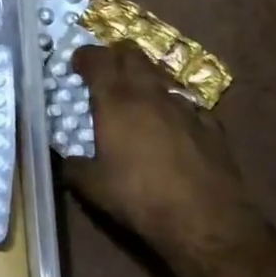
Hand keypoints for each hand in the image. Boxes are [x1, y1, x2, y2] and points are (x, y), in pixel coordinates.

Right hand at [59, 45, 254, 254]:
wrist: (206, 221)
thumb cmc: (140, 198)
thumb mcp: (93, 188)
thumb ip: (73, 167)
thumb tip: (64, 160)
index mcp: (116, 101)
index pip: (98, 60)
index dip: (85, 56)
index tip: (77, 63)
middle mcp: (149, 94)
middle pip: (132, 55)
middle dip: (116, 55)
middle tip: (105, 69)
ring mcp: (184, 106)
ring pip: (161, 74)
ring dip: (145, 76)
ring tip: (137, 92)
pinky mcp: (211, 125)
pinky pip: (188, 103)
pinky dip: (174, 105)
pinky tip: (173, 122)